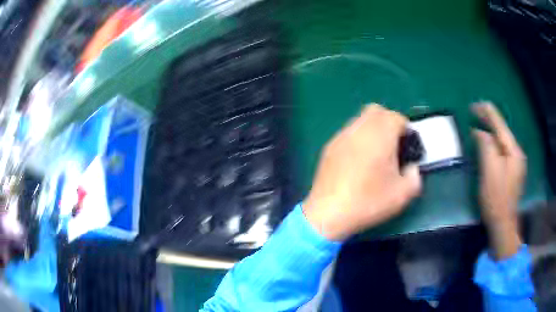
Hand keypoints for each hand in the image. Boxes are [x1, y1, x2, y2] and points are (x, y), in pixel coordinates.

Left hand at [303, 104, 421, 240]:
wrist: (328, 213)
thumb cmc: (368, 203)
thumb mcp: (402, 195)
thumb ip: (414, 176)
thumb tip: (411, 168)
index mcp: (380, 136)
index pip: (396, 117)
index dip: (405, 129)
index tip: (407, 145)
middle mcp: (359, 129)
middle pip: (376, 111)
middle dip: (388, 122)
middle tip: (393, 145)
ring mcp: (341, 136)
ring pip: (360, 120)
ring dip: (372, 129)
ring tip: (375, 153)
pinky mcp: (329, 146)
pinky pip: (348, 133)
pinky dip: (358, 138)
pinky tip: (357, 161)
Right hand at [473, 102, 525, 259]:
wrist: (503, 223)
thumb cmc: (496, 198)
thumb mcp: (490, 171)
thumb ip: (486, 146)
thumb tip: (480, 131)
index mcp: (513, 151)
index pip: (500, 126)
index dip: (488, 113)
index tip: (476, 104)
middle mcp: (517, 153)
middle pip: (502, 131)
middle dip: (489, 120)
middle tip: (475, 111)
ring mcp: (515, 163)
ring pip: (502, 141)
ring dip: (491, 131)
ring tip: (480, 122)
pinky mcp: (512, 171)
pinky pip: (502, 150)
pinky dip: (494, 143)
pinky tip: (488, 141)